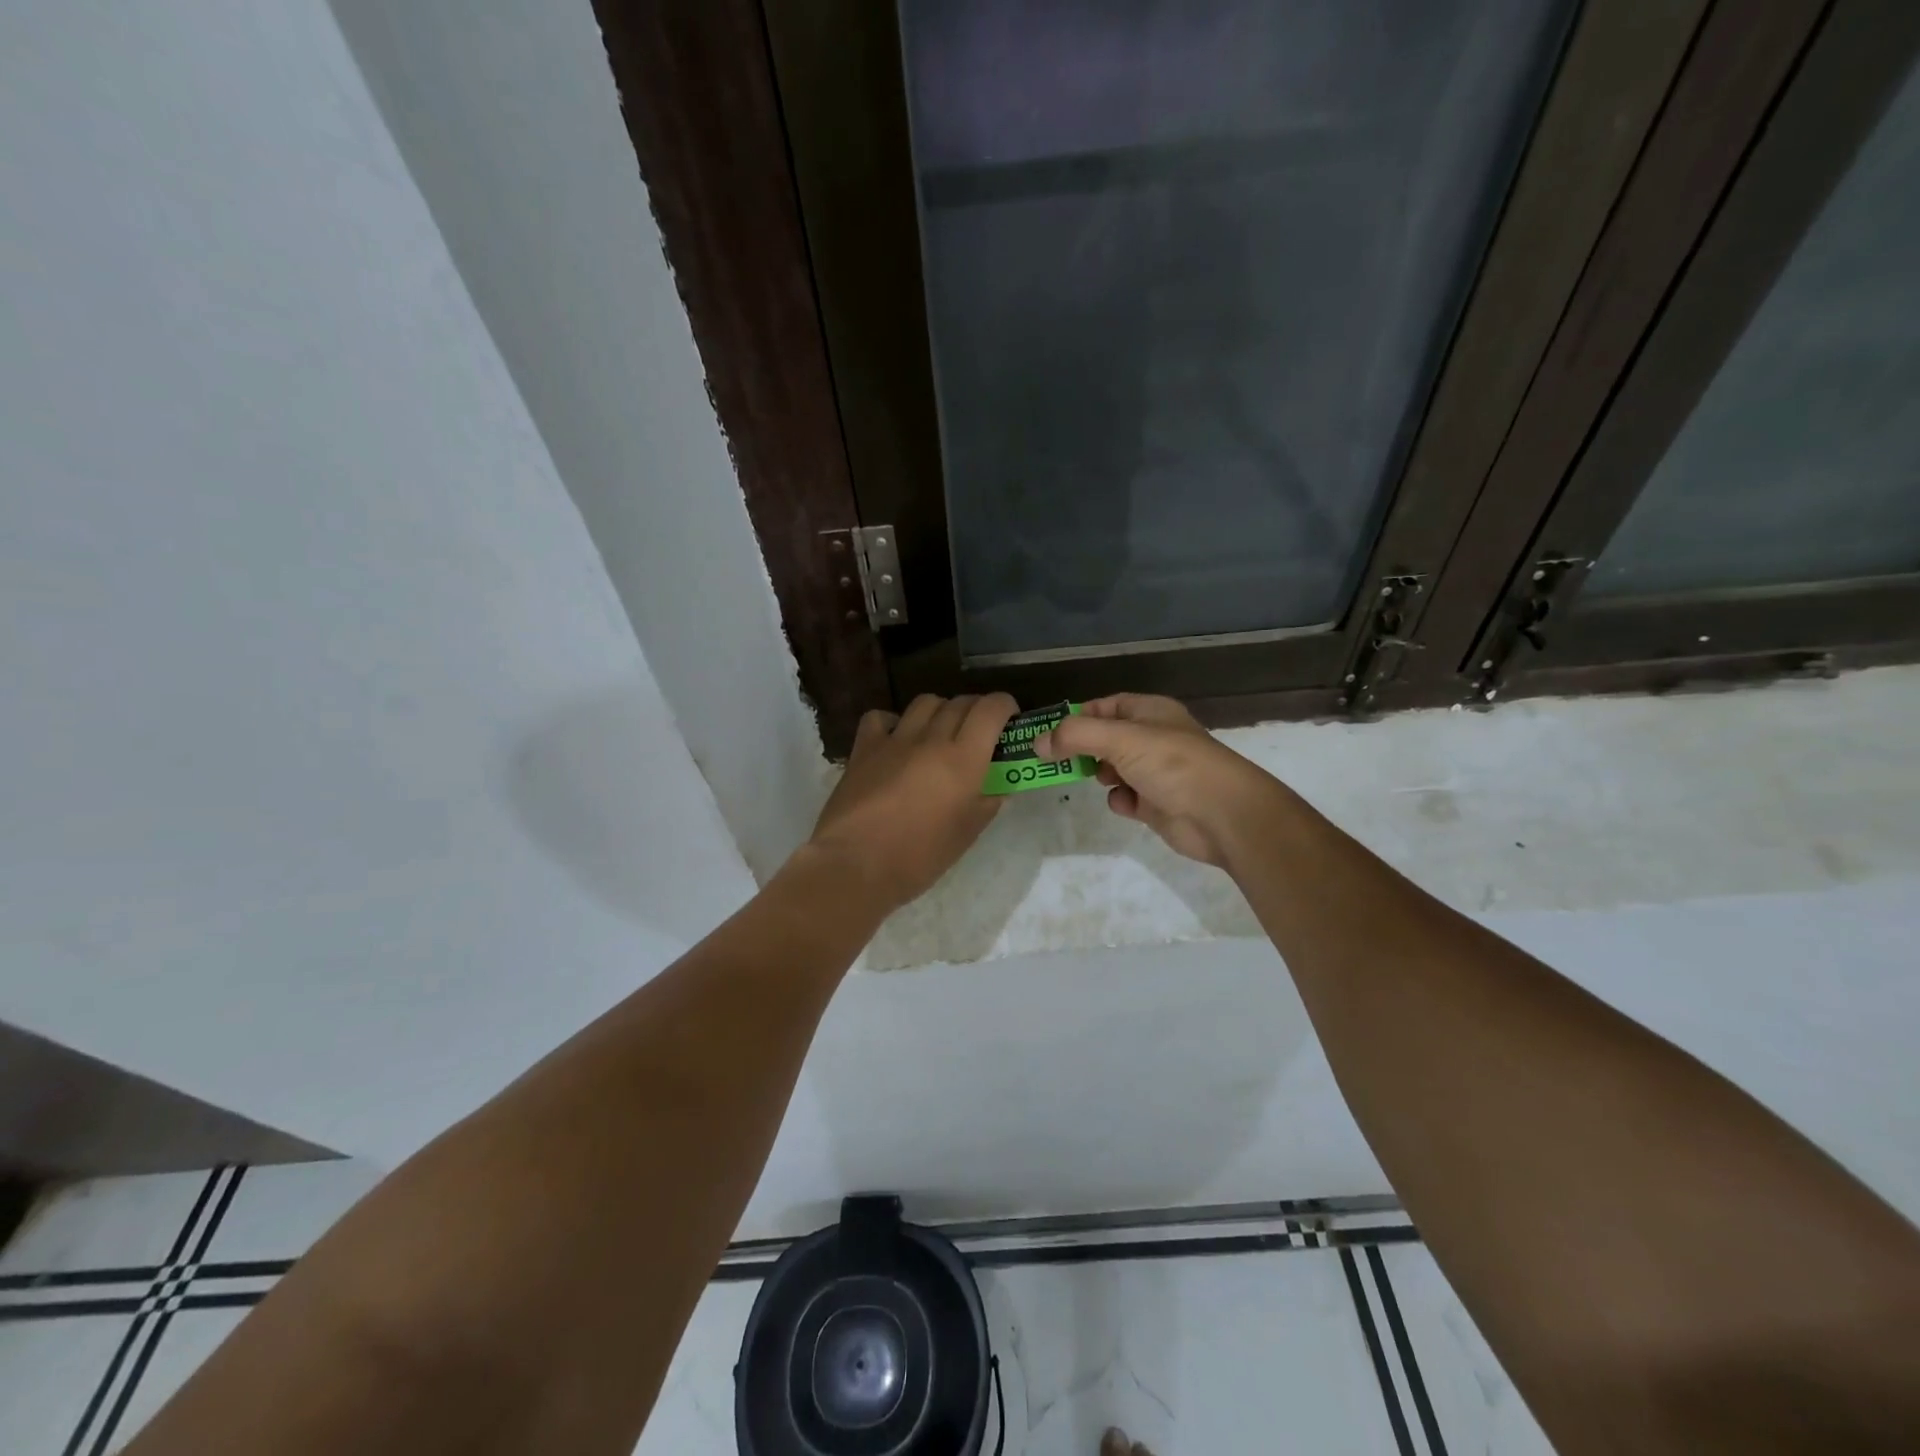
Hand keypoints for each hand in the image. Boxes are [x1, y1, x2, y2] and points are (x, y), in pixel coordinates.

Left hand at [806, 693, 1017, 911]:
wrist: (855, 865)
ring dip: (940, 711)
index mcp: (964, 759)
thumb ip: (987, 803)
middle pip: (960, 703)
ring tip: (940, 733)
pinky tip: (897, 740)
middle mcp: (931, 739)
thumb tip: (998, 787)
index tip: (1009, 718)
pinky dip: (894, 721)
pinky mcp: (864, 748)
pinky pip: (881, 717)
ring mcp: (894, 740)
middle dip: (976, 710)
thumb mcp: (967, 834)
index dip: (1004, 706)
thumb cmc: (919, 857)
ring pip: (925, 702)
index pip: (991, 709)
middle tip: (978, 732)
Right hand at [1035, 694, 1283, 867]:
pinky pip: (1126, 797)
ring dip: (1101, 775)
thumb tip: (1038, 743)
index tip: (1049, 734)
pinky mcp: (1156, 803)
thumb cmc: (1172, 764)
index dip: (1077, 717)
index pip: (1104, 706)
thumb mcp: (1120, 739)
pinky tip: (1126, 804)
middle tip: (1057, 761)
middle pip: (1105, 738)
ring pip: (1113, 768)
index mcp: (1150, 712)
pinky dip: (1120, 800)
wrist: (1222, 815)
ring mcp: (1156, 771)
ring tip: (1098, 779)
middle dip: (1083, 749)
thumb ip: (1075, 736)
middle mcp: (1153, 738)